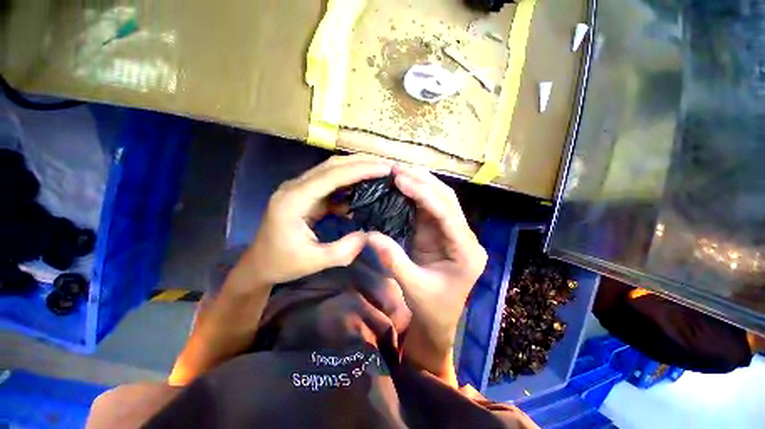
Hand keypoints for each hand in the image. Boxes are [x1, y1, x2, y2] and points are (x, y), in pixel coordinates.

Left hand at [243, 154, 392, 287]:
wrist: (259, 264)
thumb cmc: (282, 263)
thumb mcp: (313, 262)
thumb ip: (343, 250)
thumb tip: (368, 235)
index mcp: (293, 200)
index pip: (331, 176)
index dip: (360, 170)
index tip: (384, 169)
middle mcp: (295, 187)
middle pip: (332, 165)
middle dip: (361, 162)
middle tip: (387, 164)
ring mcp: (300, 189)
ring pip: (332, 170)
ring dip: (357, 168)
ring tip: (380, 170)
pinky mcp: (307, 195)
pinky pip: (331, 184)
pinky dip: (350, 183)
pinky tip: (365, 187)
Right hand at [368, 165, 486, 380]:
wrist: (439, 319)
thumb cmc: (432, 308)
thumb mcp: (413, 288)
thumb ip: (393, 260)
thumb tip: (370, 235)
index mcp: (467, 252)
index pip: (447, 215)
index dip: (424, 194)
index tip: (401, 179)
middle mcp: (465, 237)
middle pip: (447, 201)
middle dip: (423, 182)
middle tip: (397, 169)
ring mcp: (454, 233)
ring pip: (441, 200)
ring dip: (421, 184)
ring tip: (399, 172)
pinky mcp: (441, 233)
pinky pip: (430, 208)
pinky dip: (417, 195)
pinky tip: (403, 186)